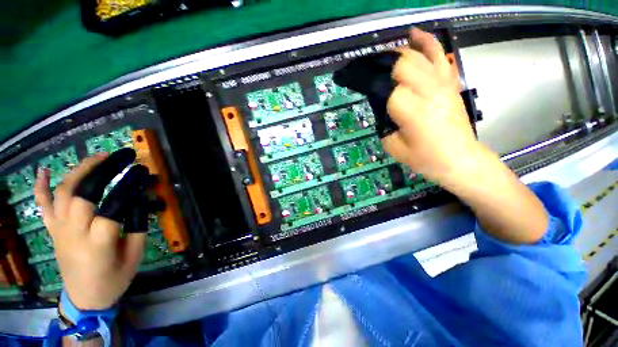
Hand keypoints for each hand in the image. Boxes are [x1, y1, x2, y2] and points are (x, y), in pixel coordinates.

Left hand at [35, 153, 145, 309]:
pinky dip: (41, 186)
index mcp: (99, 243)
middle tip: (118, 157)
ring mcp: (59, 230)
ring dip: (78, 171)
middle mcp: (74, 233)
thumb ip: (138, 227)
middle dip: (100, 170)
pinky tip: (44, 171)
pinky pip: (42, 206)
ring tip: (96, 157)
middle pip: (81, 193)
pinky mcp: (53, 231)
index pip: (112, 206)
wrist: (85, 298)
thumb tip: (139, 201)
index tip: (140, 172)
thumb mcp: (135, 256)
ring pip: (62, 193)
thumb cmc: (114, 279)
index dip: (127, 186)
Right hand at [383, 28, 547, 243]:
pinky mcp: (450, 83)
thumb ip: (383, 124)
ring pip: (417, 55)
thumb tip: (380, 107)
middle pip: (401, 64)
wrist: (460, 159)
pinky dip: (426, 42)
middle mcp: (427, 92)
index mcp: (411, 111)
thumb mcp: (393, 146)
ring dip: (397, 53)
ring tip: (384, 55)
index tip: (356, 85)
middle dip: (381, 66)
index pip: (385, 88)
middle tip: (370, 74)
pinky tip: (414, 35)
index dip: (368, 85)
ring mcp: (442, 84)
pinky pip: (439, 55)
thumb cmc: (425, 159)